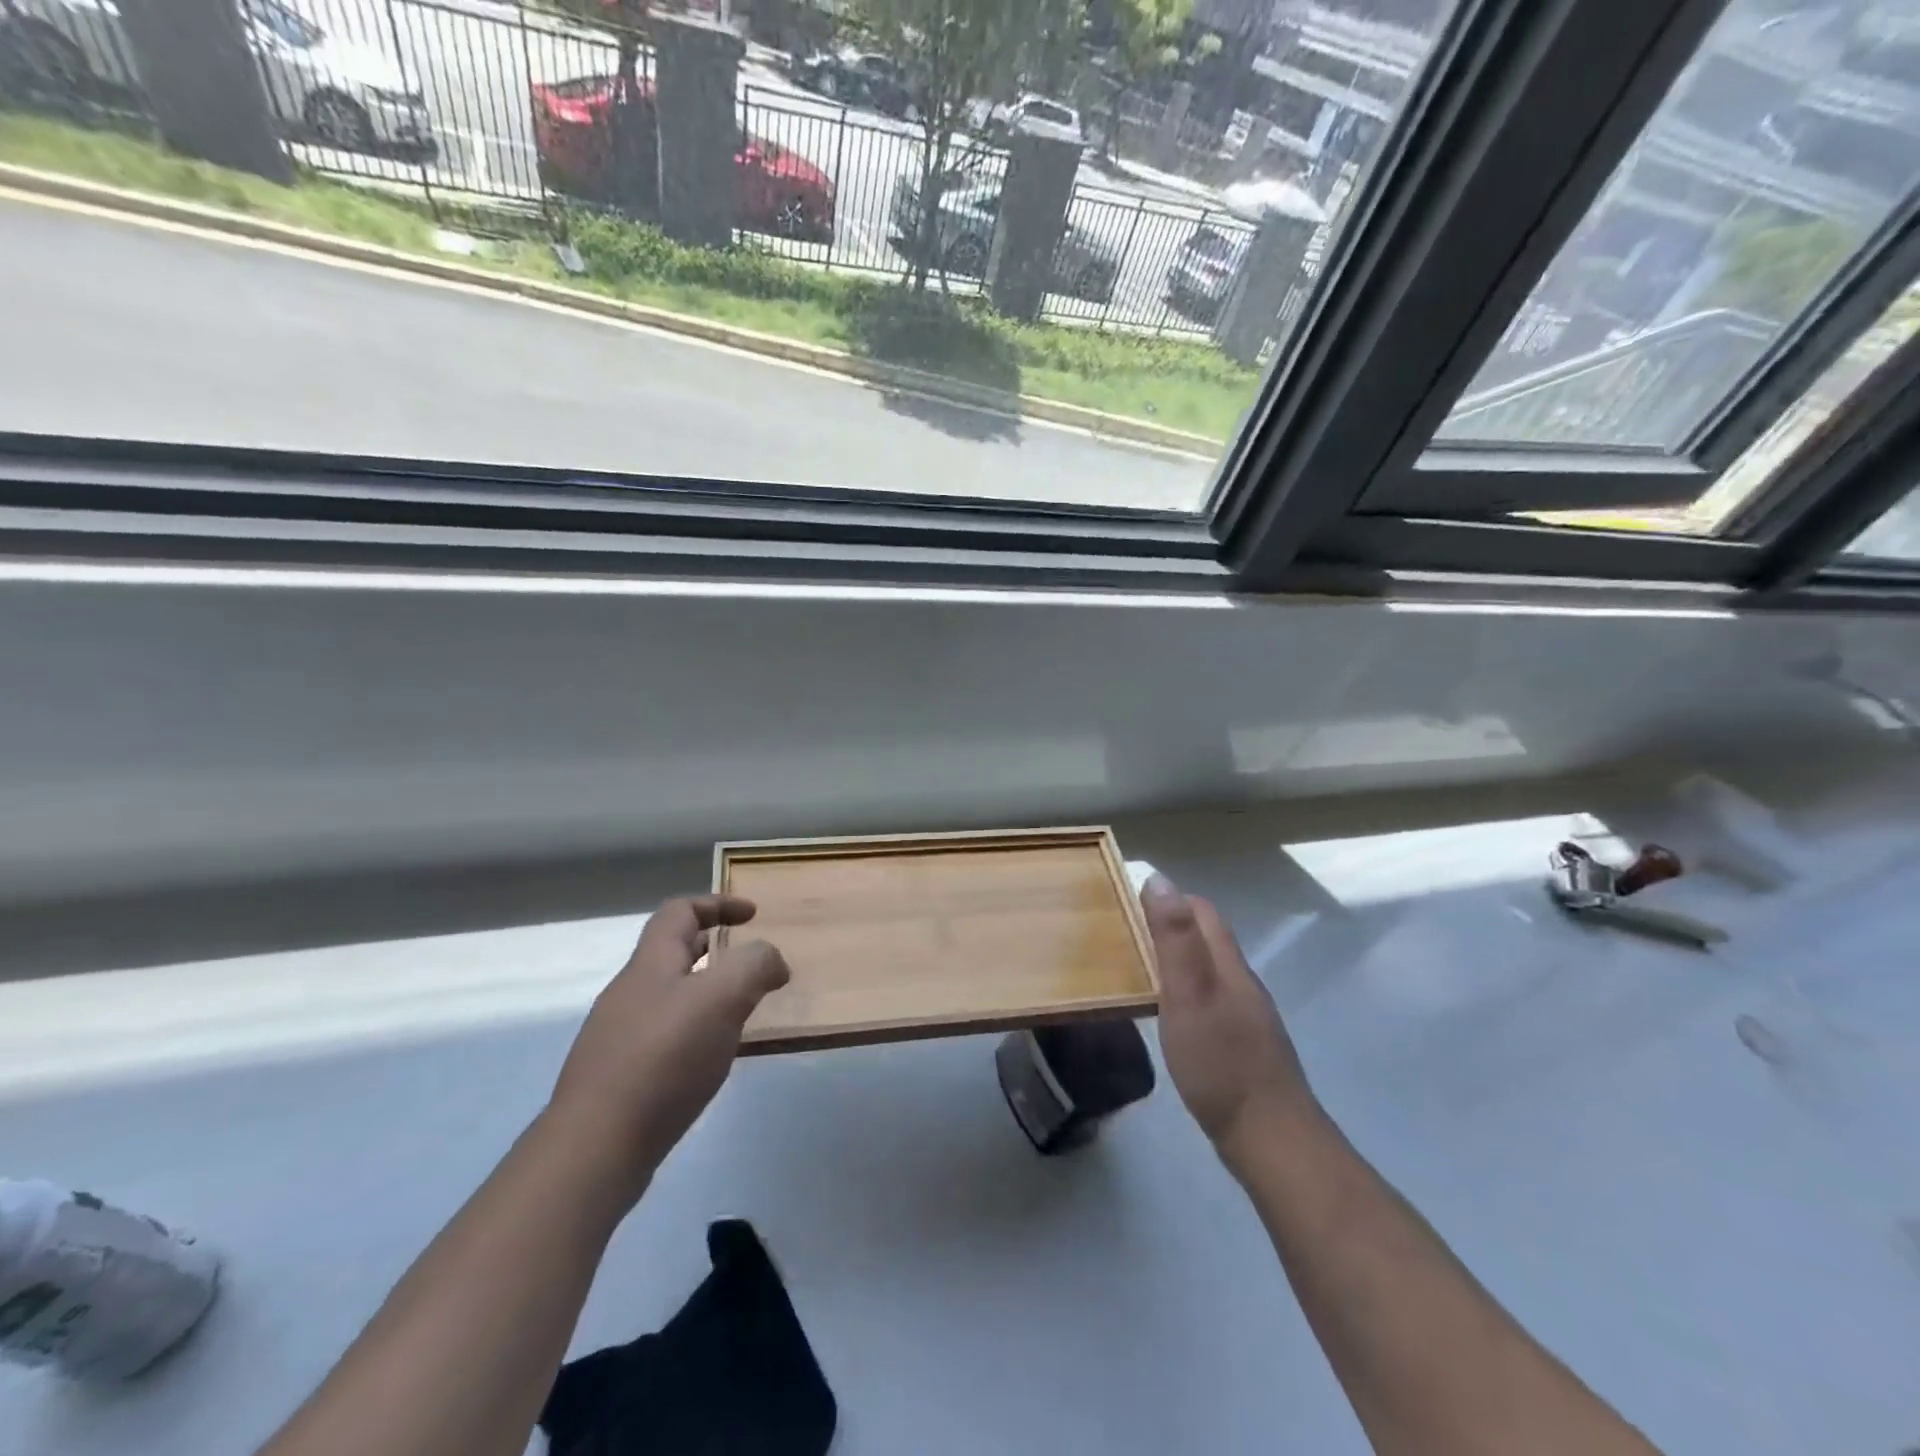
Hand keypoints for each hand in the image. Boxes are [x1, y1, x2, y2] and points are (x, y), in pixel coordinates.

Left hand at [548, 895, 789, 1187]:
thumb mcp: (722, 997)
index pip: (679, 911)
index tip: (753, 915)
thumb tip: (773, 962)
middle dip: (715, 950)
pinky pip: (665, 1037)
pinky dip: (695, 1033)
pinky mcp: (620, 1077)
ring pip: (670, 997)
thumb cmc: (663, 1057)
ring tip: (741, 1014)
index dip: (717, 904)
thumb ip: (755, 965)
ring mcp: (619, 1036)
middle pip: (672, 953)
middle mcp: (630, 992)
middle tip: (752, 966)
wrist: (596, 1147)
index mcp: (651, 963)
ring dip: (707, 994)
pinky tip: (712, 1060)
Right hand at [1142, 875, 1315, 1169]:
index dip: (1169, 899)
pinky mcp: (1242, 1045)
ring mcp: (1246, 1016)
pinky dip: (1185, 992)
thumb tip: (1160, 880)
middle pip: (1207, 938)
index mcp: (1228, 965)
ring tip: (1137, 970)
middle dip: (1169, 926)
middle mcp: (1241, 983)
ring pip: (1208, 970)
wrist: (1270, 1138)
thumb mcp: (1188, 995)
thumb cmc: (1221, 1062)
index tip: (1129, 903)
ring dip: (1176, 959)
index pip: (1202, 911)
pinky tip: (1168, 1015)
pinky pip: (1210, 1000)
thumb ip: (1175, 939)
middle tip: (1125, 935)